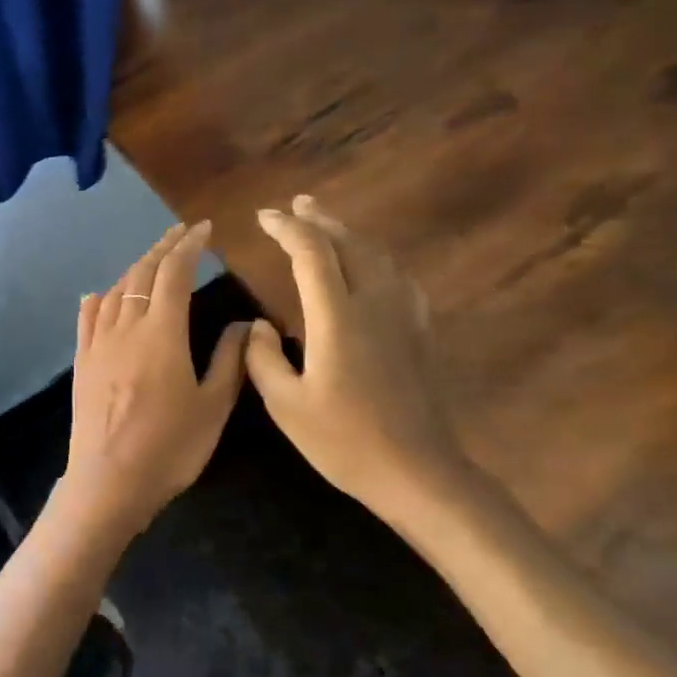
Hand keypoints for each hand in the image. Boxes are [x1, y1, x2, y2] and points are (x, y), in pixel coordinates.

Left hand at [62, 221, 250, 536]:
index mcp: (162, 333)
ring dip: (135, 268)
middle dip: (163, 248)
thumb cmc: (169, 448)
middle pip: (142, 274)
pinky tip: (101, 294)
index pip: (174, 273)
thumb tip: (243, 324)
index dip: (189, 246)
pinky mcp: (82, 362)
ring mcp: (98, 344)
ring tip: (152, 260)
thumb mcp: (213, 407)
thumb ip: (229, 360)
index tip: (203, 229)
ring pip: (115, 291)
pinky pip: (88, 318)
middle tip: (181, 234)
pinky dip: (99, 298)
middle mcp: (126, 328)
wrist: (108, 483)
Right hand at [244, 195, 471, 523]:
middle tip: (296, 204)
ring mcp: (403, 316)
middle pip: (349, 244)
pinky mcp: (419, 332)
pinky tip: (373, 266)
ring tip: (328, 224)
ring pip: (377, 256)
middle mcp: (373, 304)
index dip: (287, 228)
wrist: (417, 472)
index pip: (311, 253)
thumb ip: (263, 359)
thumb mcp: (286, 405)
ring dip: (349, 234)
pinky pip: (397, 277)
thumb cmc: (344, 441)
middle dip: (319, 220)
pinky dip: (377, 258)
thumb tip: (258, 326)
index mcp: (337, 318)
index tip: (264, 217)